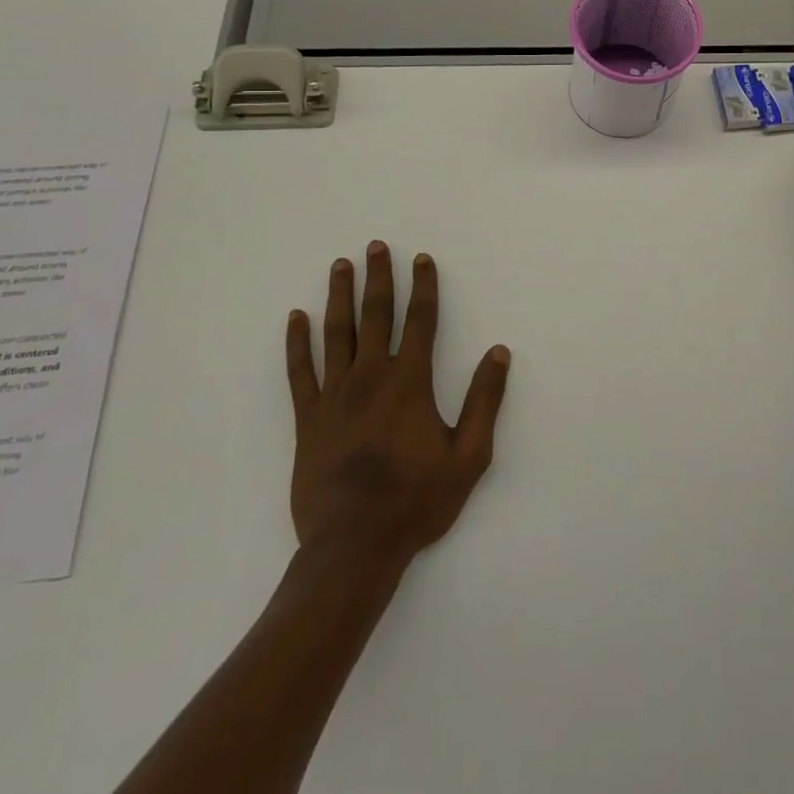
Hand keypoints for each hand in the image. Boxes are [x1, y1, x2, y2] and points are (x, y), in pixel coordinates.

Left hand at [286, 242, 510, 572]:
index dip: (424, 287)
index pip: (420, 321)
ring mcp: (335, 395)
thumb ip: (485, 401)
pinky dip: (296, 342)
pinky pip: (300, 371)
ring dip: (339, 296)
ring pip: (336, 333)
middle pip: (376, 315)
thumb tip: (498, 352)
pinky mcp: (308, 418)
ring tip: (340, 265)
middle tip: (375, 246)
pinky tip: (295, 318)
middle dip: (379, 278)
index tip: (421, 259)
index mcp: (410, 382)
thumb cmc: (416, 501)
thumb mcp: (469, 456)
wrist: (354, 546)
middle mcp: (371, 377)